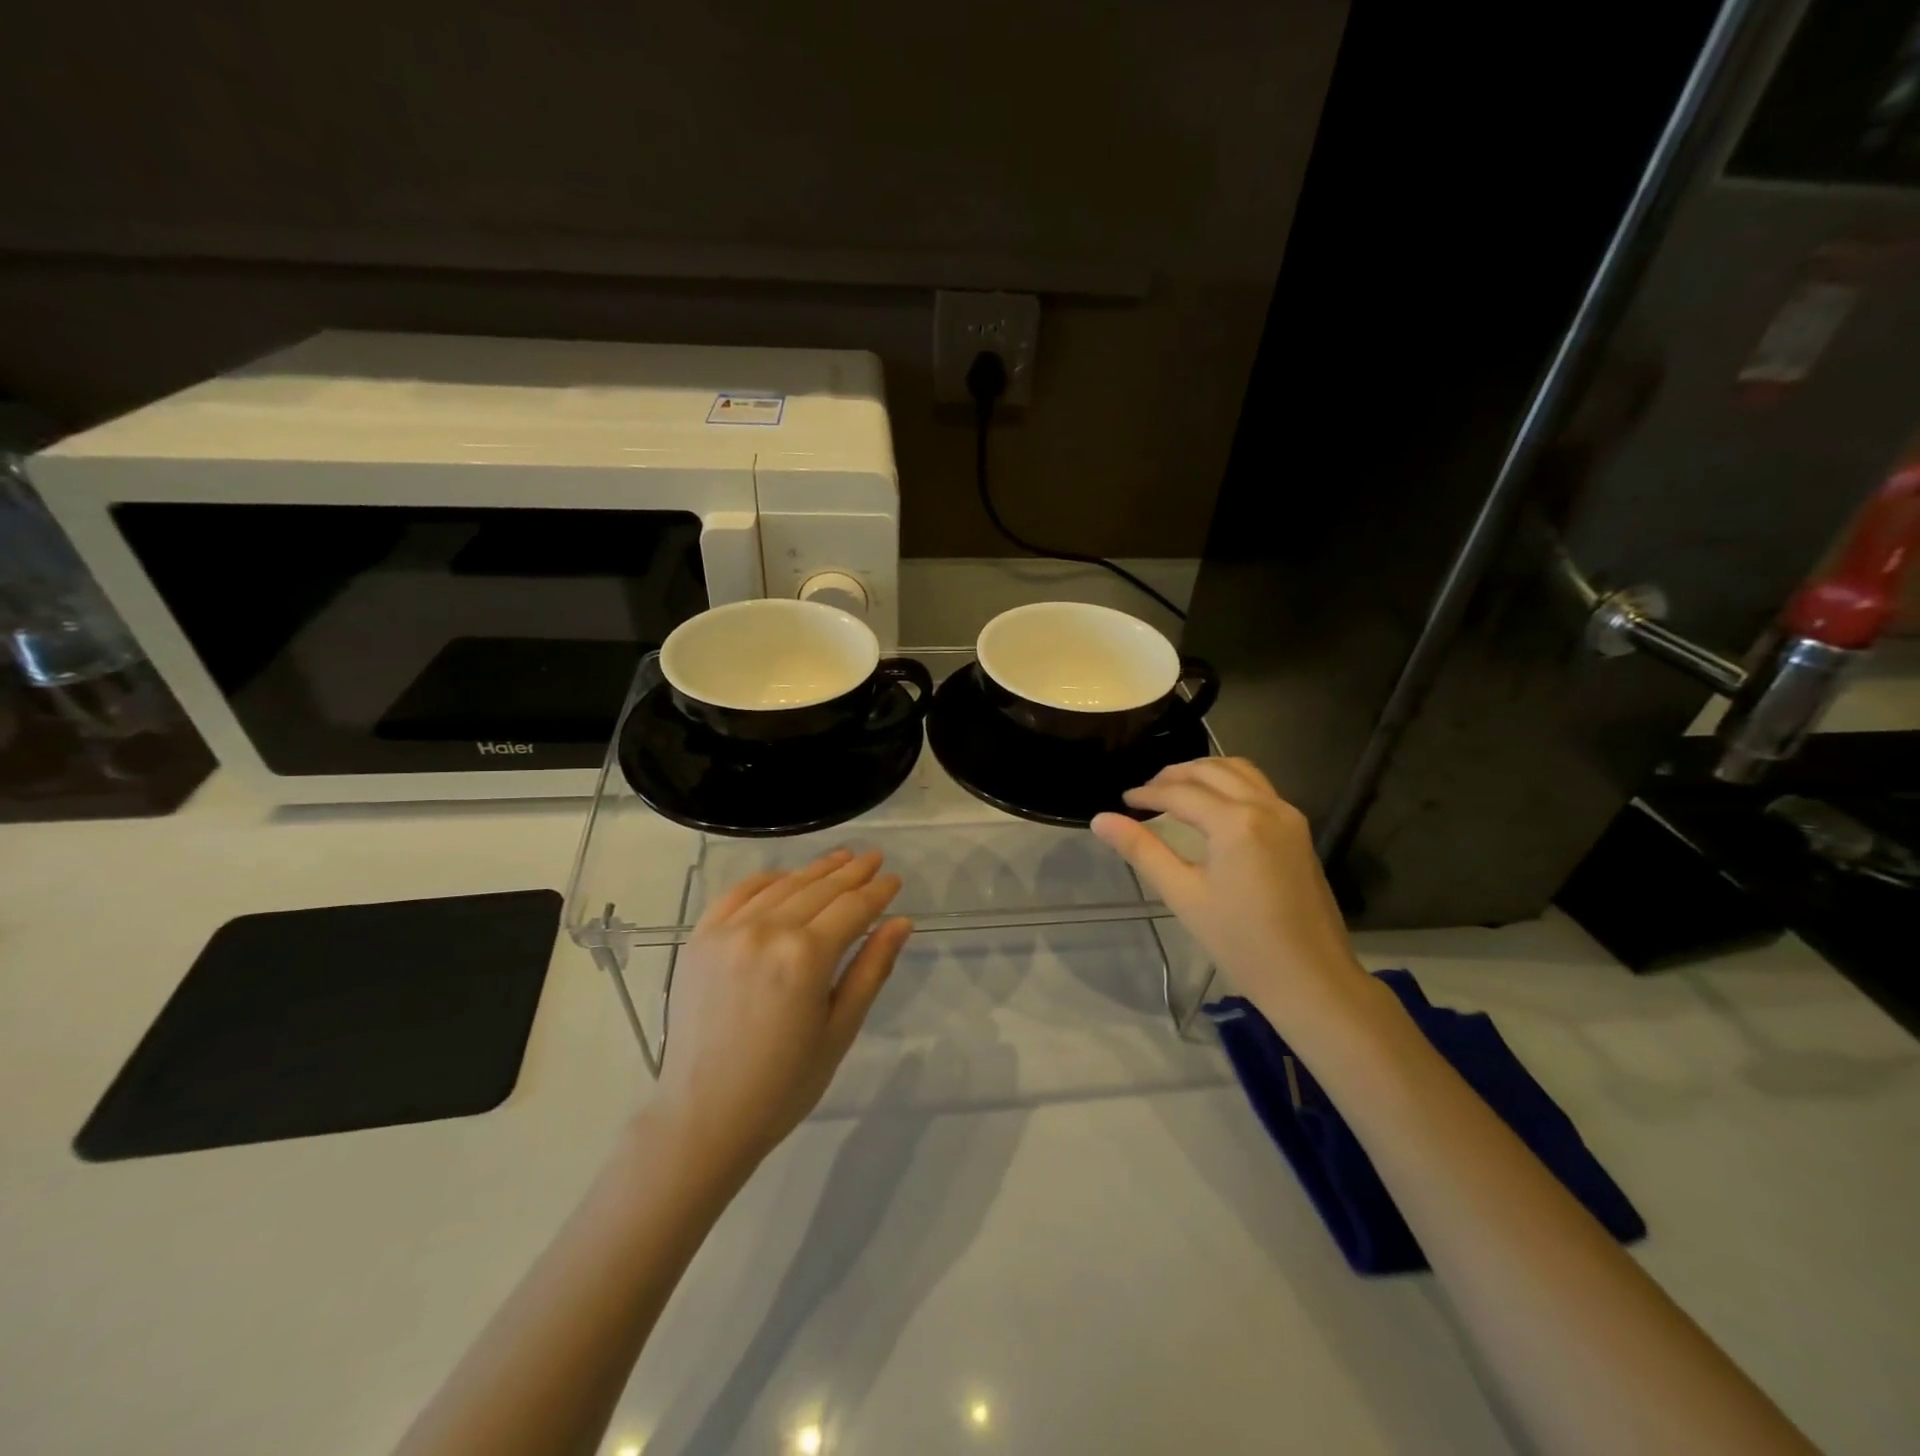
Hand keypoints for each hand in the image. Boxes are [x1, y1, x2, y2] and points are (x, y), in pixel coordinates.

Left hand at [655, 849, 911, 1170]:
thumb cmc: (784, 1084)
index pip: (852, 908)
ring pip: (783, 886)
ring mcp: (728, 930)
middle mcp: (766, 931)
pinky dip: (766, 880)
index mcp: (805, 957)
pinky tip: (785, 877)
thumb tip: (901, 922)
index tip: (894, 879)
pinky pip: (738, 893)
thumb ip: (871, 969)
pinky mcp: (701, 938)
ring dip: (815, 870)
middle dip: (852, 872)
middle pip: (819, 889)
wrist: (704, 1117)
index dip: (877, 891)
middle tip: (874, 858)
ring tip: (841, 858)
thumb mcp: (839, 1030)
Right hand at [1091, 758, 1368, 1038]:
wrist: (1312, 979)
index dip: (1147, 794)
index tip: (1123, 801)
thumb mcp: (1184, 896)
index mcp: (1235, 822)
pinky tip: (1212, 806)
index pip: (1180, 793)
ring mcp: (1288, 815)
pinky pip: (1259, 787)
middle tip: (1145, 793)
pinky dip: (1229, 783)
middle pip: (1211, 771)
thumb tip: (1100, 820)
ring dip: (1204, 772)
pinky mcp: (1299, 830)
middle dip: (1174, 776)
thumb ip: (1142, 850)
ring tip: (1175, 791)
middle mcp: (1265, 806)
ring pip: (1240, 771)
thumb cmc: (1241, 943)